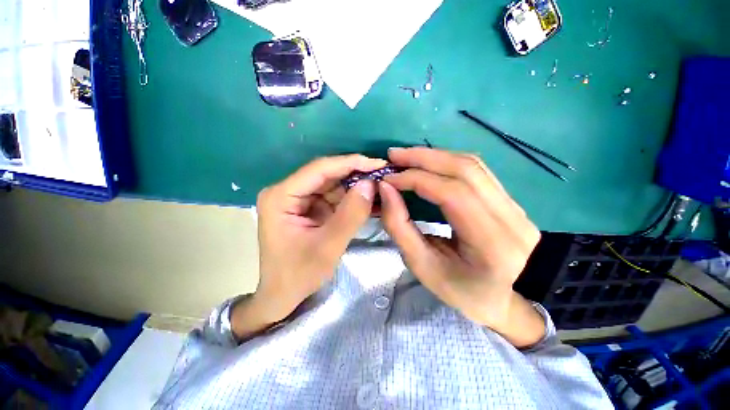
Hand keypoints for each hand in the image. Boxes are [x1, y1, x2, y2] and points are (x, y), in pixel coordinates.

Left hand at [252, 154, 385, 323]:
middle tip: (383, 176)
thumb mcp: (328, 247)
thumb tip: (370, 184)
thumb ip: (351, 215)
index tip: (378, 163)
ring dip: (356, 187)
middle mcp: (287, 191)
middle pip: (326, 175)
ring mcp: (298, 199)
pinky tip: (368, 200)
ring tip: (380, 189)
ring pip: (332, 185)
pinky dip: (351, 199)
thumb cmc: (299, 275)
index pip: (319, 169)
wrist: (283, 295)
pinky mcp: (308, 207)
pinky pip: (333, 197)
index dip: (350, 163)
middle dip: (356, 175)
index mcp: (281, 196)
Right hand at [379, 147, 543, 346]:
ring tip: (406, 156)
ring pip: (472, 164)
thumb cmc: (461, 290)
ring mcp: (514, 205)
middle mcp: (510, 217)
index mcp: (491, 243)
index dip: (415, 179)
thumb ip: (400, 226)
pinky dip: (447, 161)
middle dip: (423, 158)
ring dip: (435, 156)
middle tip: (393, 155)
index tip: (388, 179)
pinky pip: (477, 170)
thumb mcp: (423, 266)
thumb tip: (386, 189)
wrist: (506, 298)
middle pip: (465, 170)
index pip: (451, 193)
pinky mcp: (509, 200)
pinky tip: (428, 163)